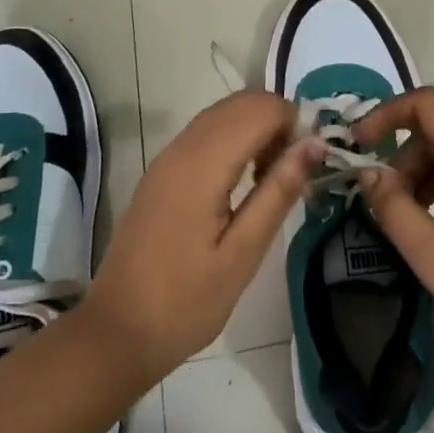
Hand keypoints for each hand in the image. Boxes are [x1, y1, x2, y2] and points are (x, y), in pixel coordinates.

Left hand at [85, 91, 323, 385]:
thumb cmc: (186, 302)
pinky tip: (243, 180)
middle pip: (240, 102)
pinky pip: (205, 132)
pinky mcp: (161, 170)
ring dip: (256, 127)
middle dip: (277, 120)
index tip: (312, 160)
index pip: (259, 109)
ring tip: (273, 176)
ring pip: (222, 113)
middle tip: (296, 168)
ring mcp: (167, 157)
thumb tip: (315, 144)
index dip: (294, 121)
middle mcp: (181, 148)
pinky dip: (234, 138)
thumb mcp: (243, 254)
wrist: (118, 330)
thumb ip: (278, 192)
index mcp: (202, 166)